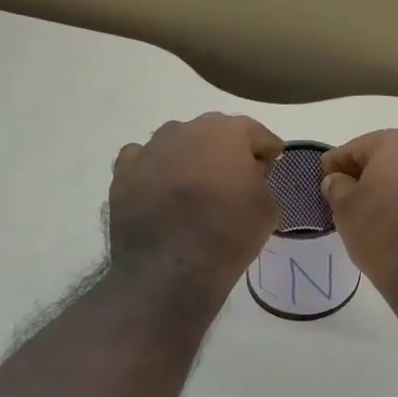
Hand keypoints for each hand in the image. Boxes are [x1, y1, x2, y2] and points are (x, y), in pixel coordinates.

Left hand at [110, 114, 282, 298]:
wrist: (170, 267)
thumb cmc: (229, 233)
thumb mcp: (268, 208)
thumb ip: (261, 180)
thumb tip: (249, 174)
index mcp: (226, 132)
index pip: (255, 132)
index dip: (267, 147)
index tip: (274, 161)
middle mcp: (185, 129)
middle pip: (213, 133)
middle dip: (227, 151)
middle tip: (237, 177)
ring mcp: (149, 149)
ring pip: (177, 145)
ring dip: (190, 160)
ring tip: (197, 188)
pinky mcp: (123, 173)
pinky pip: (145, 162)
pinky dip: (156, 172)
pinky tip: (163, 193)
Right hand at [320, 128, 397, 298]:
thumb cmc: (383, 230)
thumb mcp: (346, 209)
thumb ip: (337, 187)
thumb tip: (338, 180)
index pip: (358, 147)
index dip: (337, 163)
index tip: (323, 177)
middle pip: (392, 160)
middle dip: (371, 175)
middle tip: (351, 197)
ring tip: (381, 218)